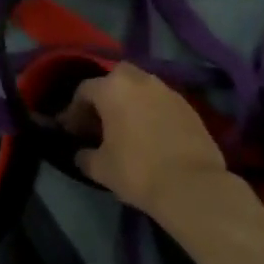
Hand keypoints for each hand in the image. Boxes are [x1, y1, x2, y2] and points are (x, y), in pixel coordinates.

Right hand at [69, 63, 231, 221]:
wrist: (191, 184)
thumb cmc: (138, 171)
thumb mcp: (100, 168)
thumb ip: (85, 156)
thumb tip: (81, 153)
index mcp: (113, 88)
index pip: (84, 90)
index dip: (74, 111)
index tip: (72, 131)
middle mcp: (140, 80)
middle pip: (115, 78)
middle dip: (105, 95)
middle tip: (100, 121)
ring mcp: (167, 90)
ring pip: (140, 87)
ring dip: (130, 101)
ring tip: (126, 127)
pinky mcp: (187, 105)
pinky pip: (160, 100)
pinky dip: (150, 110)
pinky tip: (150, 133)